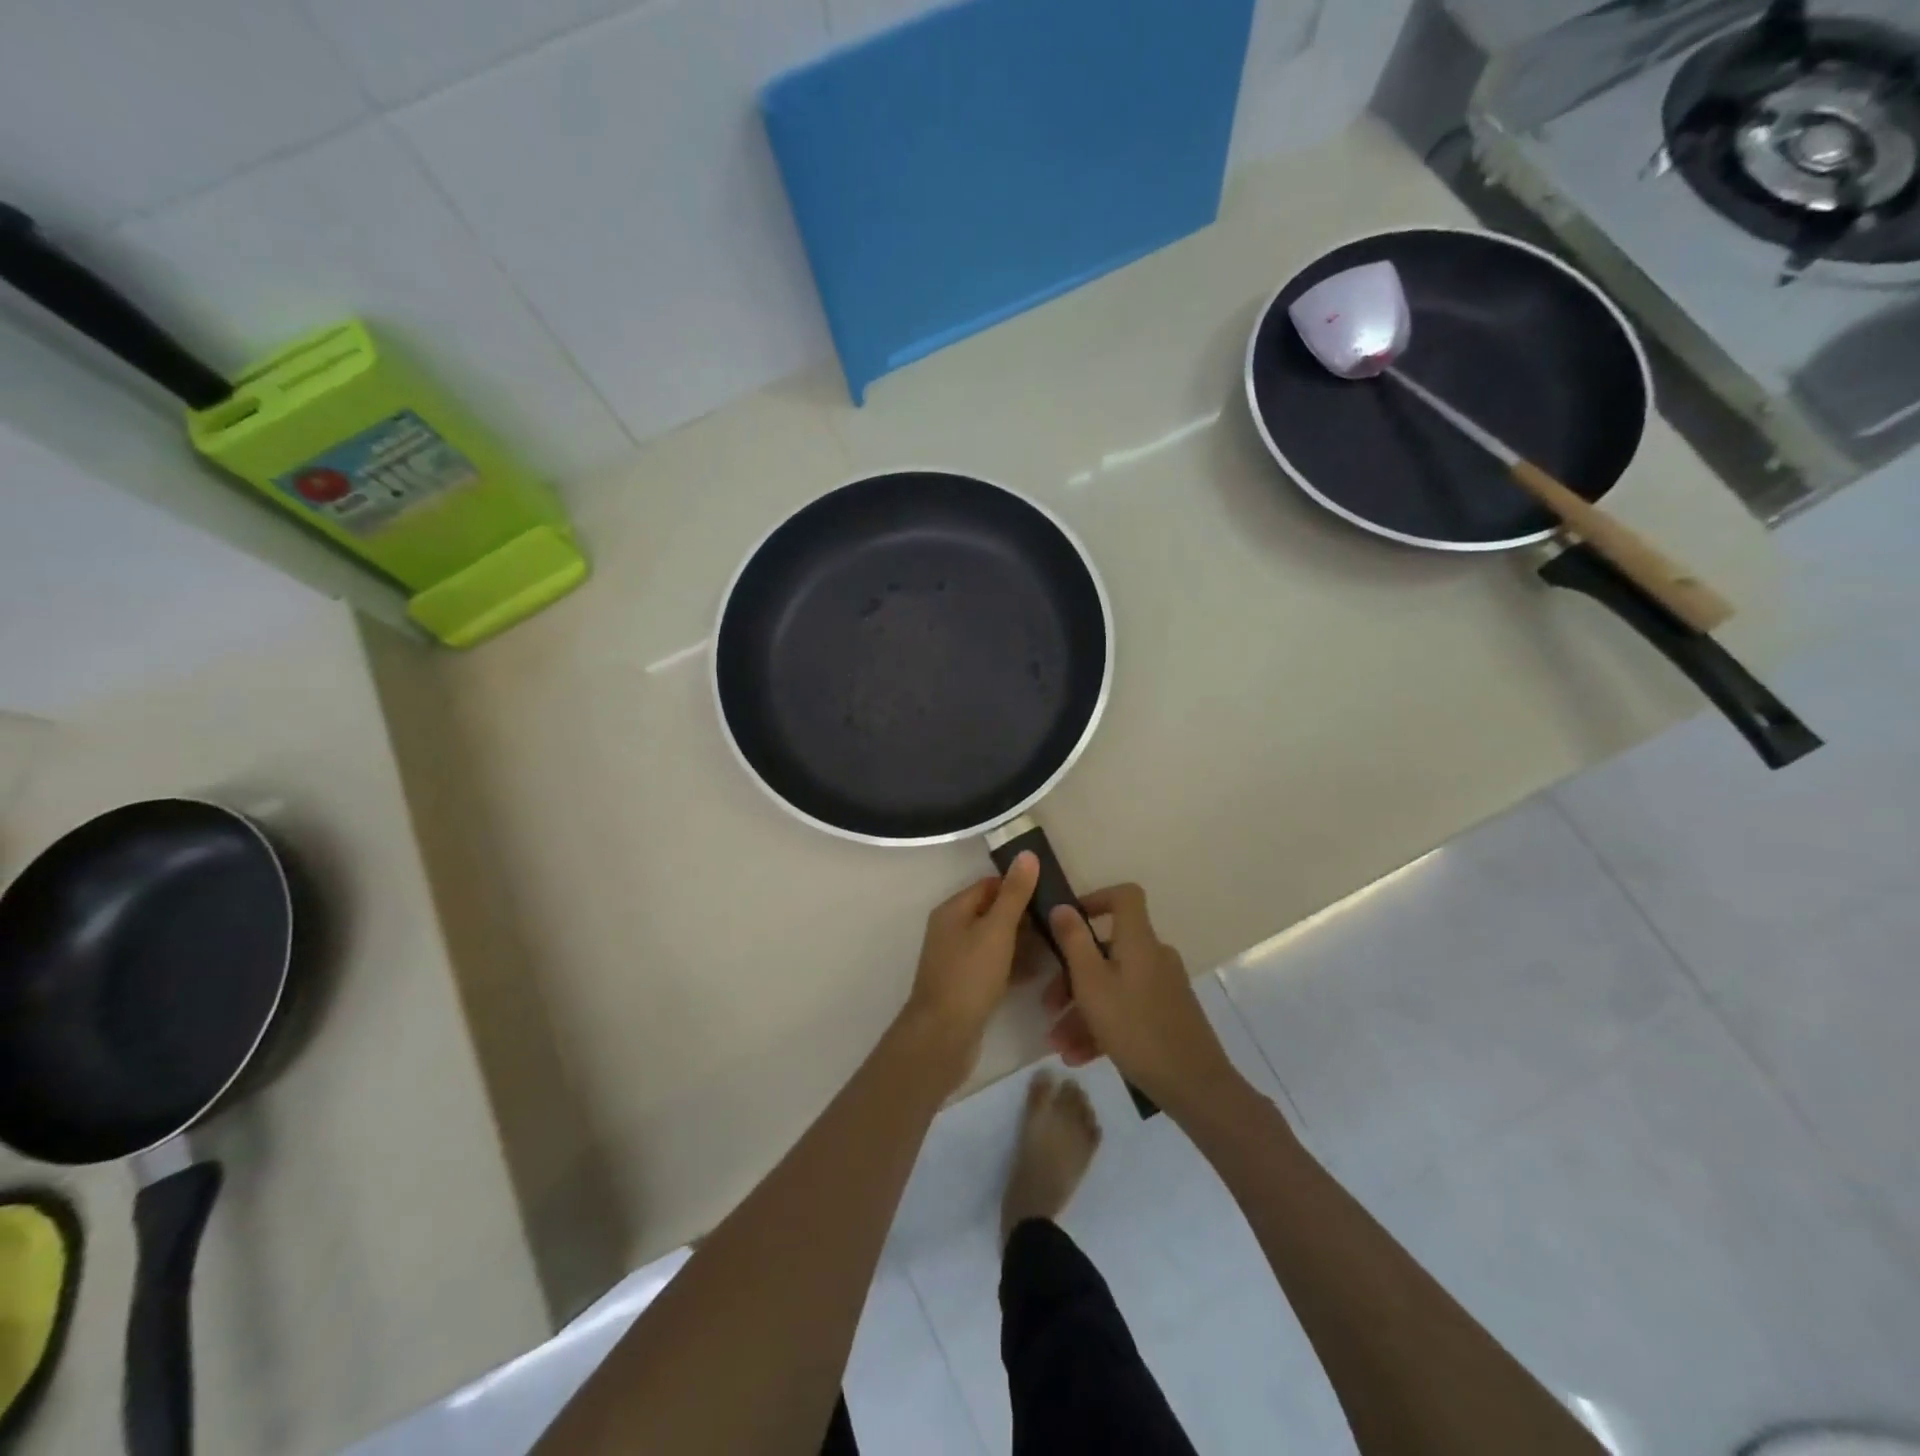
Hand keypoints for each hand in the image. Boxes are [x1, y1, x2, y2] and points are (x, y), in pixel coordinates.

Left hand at [901, 852, 1039, 1081]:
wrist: (943, 1035)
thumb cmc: (970, 976)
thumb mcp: (997, 930)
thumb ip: (1014, 894)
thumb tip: (1026, 854)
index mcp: (953, 910)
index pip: (990, 885)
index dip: (1019, 886)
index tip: (1051, 893)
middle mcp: (952, 930)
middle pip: (993, 912)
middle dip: (1025, 916)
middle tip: (1060, 922)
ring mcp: (958, 959)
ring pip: (997, 941)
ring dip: (1024, 942)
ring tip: (1058, 945)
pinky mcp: (967, 985)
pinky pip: (995, 966)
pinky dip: (1015, 965)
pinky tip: (1042, 972)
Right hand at [1045, 885, 1240, 1113]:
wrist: (1194, 1086)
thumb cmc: (1136, 1027)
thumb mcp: (1092, 984)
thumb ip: (1074, 942)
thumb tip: (1063, 906)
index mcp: (1139, 941)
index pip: (1125, 896)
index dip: (1097, 899)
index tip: (1069, 921)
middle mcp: (1154, 957)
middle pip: (1108, 951)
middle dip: (1072, 977)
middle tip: (1048, 1006)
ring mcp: (1163, 988)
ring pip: (1113, 987)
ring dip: (1081, 1011)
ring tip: (1058, 1045)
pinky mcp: (1167, 1016)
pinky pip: (1127, 1010)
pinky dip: (1102, 1027)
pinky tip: (1078, 1057)